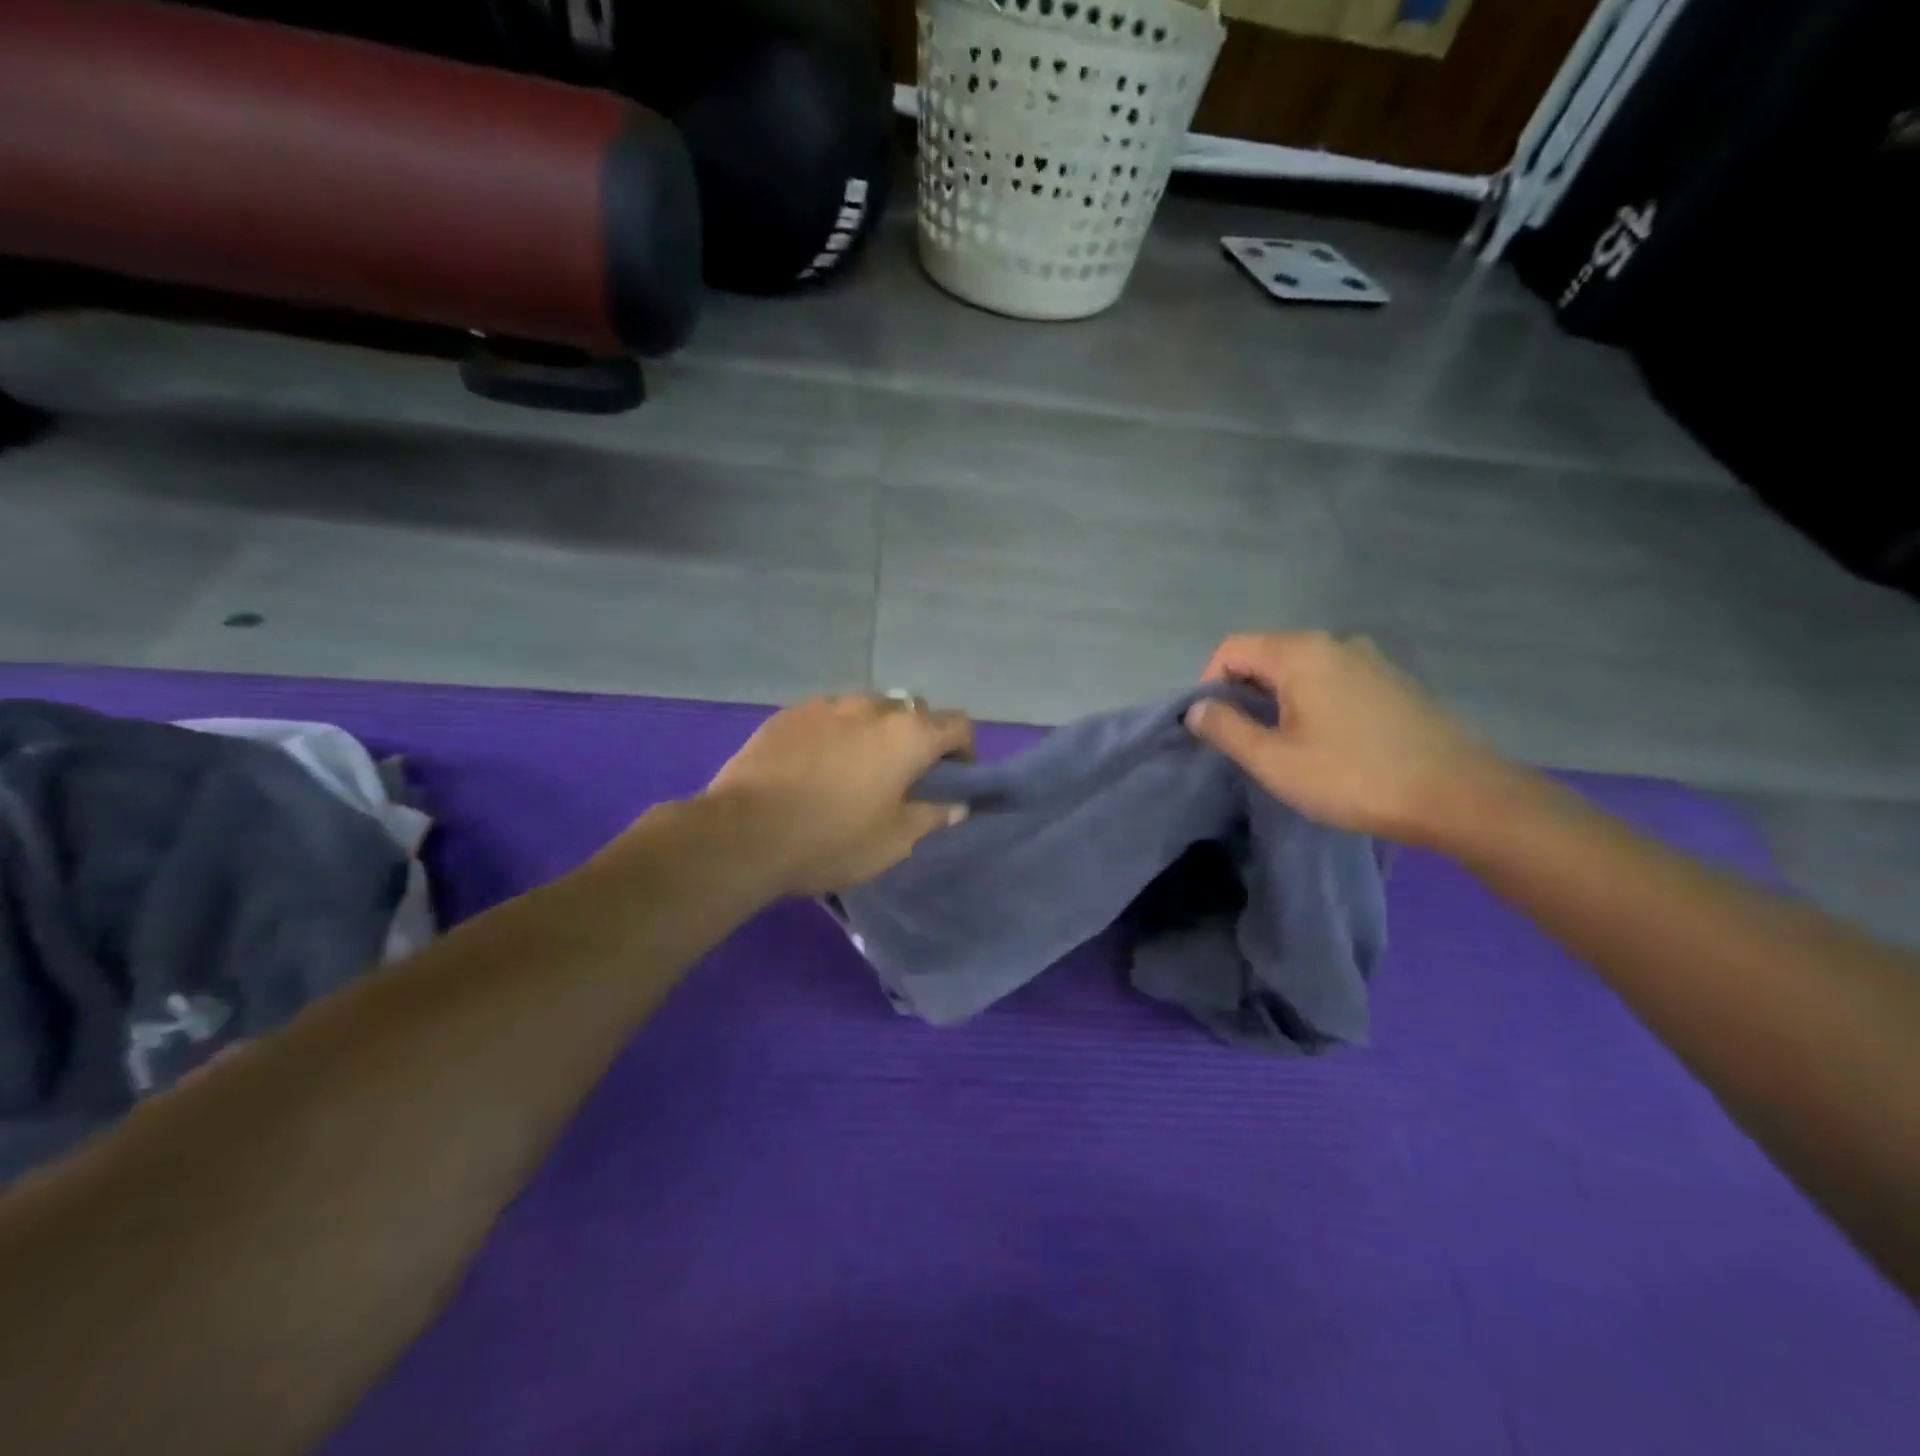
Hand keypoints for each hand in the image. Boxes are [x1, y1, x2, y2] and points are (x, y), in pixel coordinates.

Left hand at [703, 693, 974, 896]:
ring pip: (866, 709)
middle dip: (917, 737)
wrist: (744, 833)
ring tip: (855, 767)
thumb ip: (931, 816)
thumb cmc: (832, 839)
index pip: (957, 724)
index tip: (953, 777)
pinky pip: (827, 715)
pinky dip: (834, 733)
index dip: (964, 749)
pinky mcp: (788, 713)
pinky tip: (815, 764)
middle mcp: (872, 707)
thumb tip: (957, 805)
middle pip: (912, 712)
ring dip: (873, 731)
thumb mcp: (893, 840)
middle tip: (904, 775)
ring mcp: (826, 705)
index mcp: (908, 735)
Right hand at [1186, 632, 1510, 845]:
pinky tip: (1326, 743)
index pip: (1231, 649)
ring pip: (1301, 670)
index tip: (1212, 727)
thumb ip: (1226, 729)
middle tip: (1242, 742)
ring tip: (1281, 746)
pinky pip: (1334, 681)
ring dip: (1277, 700)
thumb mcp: (1275, 761)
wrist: (1459, 796)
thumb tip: (1195, 709)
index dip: (1207, 684)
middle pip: (1266, 655)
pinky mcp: (1394, 682)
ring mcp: (1371, 660)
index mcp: (1301, 653)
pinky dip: (1312, 703)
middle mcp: (1335, 643)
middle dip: (1242, 693)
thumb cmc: (1354, 777)